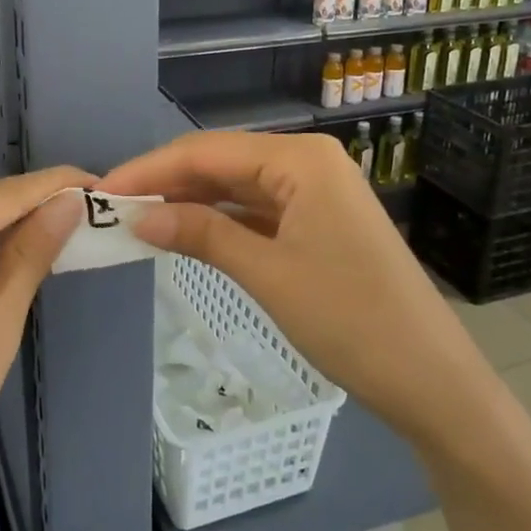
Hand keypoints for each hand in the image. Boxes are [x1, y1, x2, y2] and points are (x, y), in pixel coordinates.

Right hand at [101, 131, 485, 435]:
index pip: (206, 151)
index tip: (100, 192)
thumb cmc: (350, 320)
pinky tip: (186, 232)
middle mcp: (308, 163)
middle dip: (166, 183)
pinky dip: (220, 221)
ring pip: (237, 187)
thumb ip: (200, 234)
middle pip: (221, 163)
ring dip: (190, 202)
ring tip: (137, 219)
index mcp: (300, 159)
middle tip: (112, 208)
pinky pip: (257, 211)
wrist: (430, 379)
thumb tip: (137, 216)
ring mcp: (316, 193)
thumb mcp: (267, 274)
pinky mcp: (318, 223)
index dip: (149, 170)